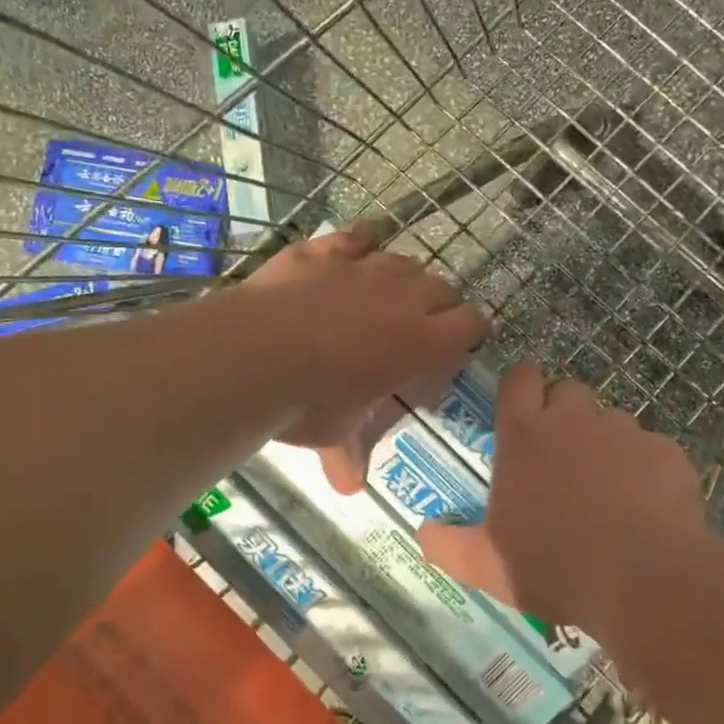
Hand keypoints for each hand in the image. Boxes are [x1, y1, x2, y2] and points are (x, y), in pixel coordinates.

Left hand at [238, 222, 489, 490]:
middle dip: (439, 305)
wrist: (253, 354)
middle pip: (442, 287)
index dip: (470, 332)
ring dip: (404, 277)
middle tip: (421, 326)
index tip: (459, 344)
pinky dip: (362, 243)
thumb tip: (349, 488)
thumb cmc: (308, 402)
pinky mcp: (325, 251)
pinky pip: (357, 235)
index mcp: (421, 343)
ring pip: (404, 261)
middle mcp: (402, 298)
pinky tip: (356, 250)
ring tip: (388, 294)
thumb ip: (349, 452)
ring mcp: (362, 268)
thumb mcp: (334, 433)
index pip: (470, 324)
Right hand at [416, 363, 707, 633]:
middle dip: (564, 413)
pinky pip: (651, 449)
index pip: (520, 379)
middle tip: (562, 457)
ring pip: (612, 420)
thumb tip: (422, 532)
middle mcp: (573, 420)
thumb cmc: (553, 566)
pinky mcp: (666, 452)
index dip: (522, 386)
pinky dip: (645, 469)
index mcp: (524, 436)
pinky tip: (647, 509)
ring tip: (608, 490)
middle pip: (568, 390)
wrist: (643, 581)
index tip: (525, 406)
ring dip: (605, 443)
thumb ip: (447, 545)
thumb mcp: (486, 565)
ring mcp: (624, 432)